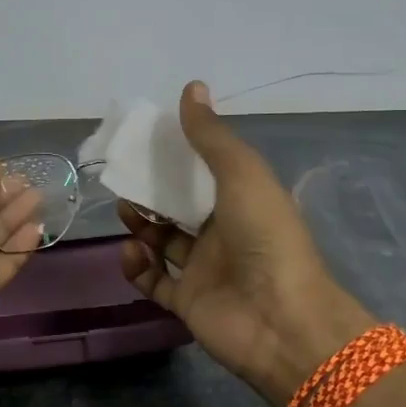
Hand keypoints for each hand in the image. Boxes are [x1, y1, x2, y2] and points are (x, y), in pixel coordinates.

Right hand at [119, 82, 372, 406]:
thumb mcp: (241, 174)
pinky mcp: (187, 301)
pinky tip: (131, 251)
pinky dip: (138, 266)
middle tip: (126, 183)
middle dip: (151, 194)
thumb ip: (211, 136)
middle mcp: (223, 234)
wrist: (279, 320)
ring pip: (162, 243)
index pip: (204, 175)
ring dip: (141, 227)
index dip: (176, 160)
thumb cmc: (264, 237)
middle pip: (178, 209)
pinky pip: (154, 281)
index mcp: (242, 202)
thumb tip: (191, 86)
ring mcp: (204, 270)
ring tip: (127, 215)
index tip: (147, 145)